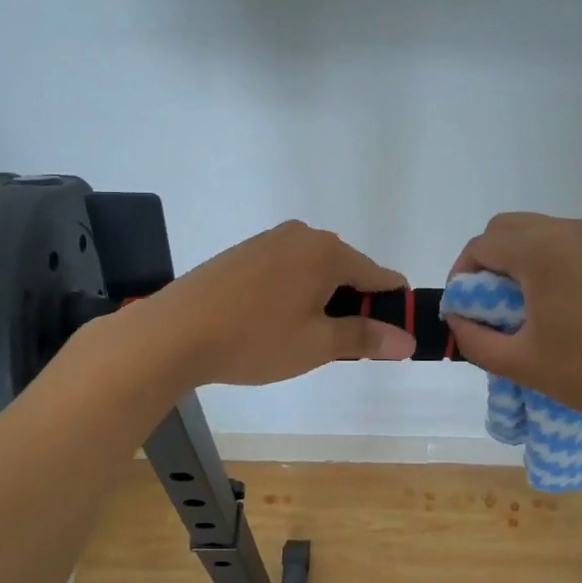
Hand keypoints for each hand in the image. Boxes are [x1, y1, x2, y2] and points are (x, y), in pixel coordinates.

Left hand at [133, 221, 415, 386]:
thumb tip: (407, 341)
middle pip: (347, 271)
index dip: (390, 309)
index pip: (379, 276)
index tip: (387, 339)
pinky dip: (292, 293)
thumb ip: (365, 338)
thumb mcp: (317, 345)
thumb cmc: (254, 339)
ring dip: (320, 301)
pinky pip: (286, 270)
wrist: (174, 332)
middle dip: (351, 307)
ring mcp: (270, 240)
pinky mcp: (244, 252)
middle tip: (335, 347)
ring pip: (314, 271)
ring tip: (299, 339)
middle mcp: (302, 235)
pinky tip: (271, 323)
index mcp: (328, 252)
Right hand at [443, 213, 581, 438]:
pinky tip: (552, 308)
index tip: (462, 312)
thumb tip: (458, 319)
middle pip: (506, 229)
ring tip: (517, 311)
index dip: (461, 277)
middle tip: (485, 308)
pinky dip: (542, 264)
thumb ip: (475, 339)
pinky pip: (562, 246)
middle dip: (485, 263)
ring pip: (535, 234)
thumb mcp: (521, 363)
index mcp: (539, 250)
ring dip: (514, 262)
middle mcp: (566, 231)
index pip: (480, 246)